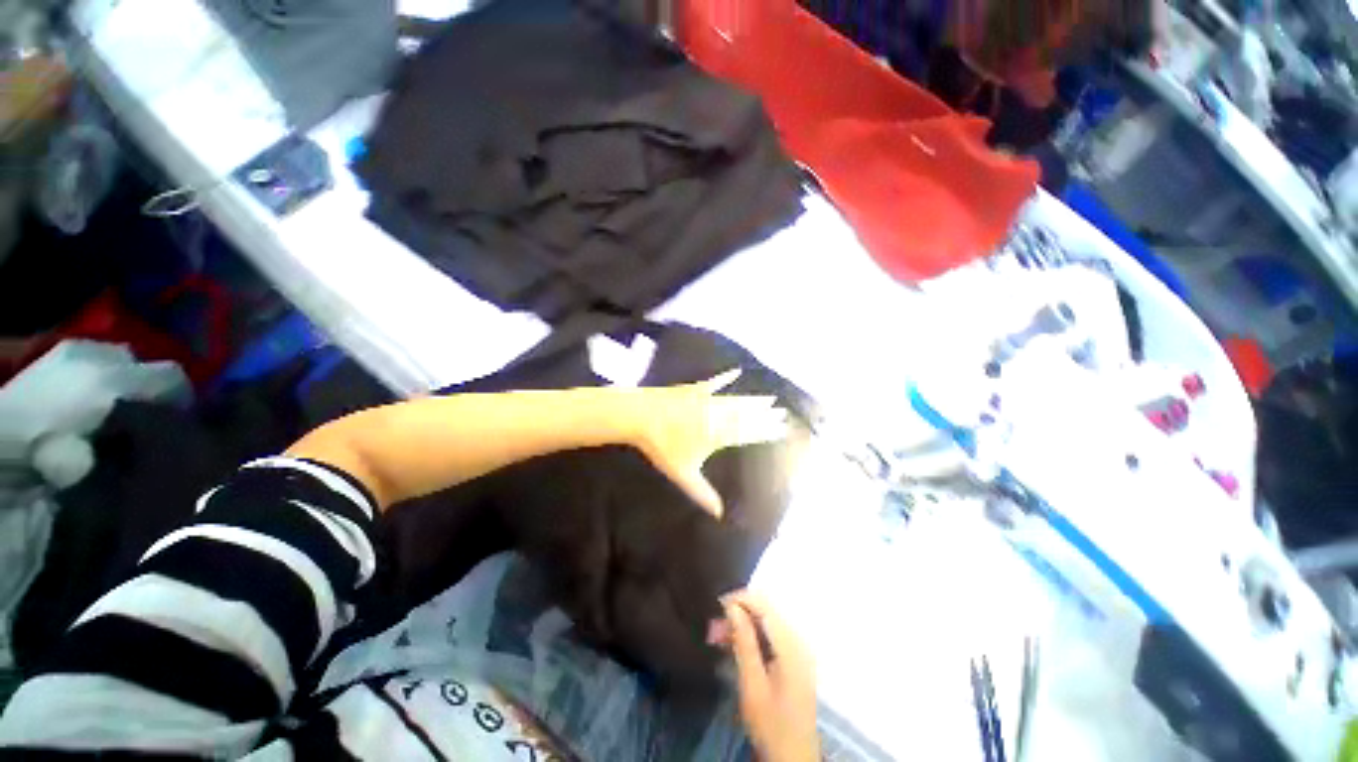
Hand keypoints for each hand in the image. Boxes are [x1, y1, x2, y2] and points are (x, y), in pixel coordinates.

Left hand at [627, 369, 789, 517]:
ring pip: (736, 400)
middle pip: (746, 416)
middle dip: (766, 416)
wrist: (642, 416)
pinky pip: (715, 383)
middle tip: (784, 413)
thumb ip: (703, 494)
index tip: (782, 429)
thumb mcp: (683, 474)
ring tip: (770, 399)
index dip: (766, 431)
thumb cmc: (662, 446)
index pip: (748, 433)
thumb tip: (719, 515)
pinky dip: (726, 377)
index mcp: (718, 435)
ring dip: (753, 400)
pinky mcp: (695, 389)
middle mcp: (717, 416)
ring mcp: (706, 400)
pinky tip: (737, 371)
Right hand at [719, 591, 819, 761]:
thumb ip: (744, 642)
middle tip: (714, 627)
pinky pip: (771, 633)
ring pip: (767, 621)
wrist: (794, 758)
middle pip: (766, 610)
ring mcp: (799, 649)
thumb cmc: (771, 724)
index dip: (740, 598)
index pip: (765, 605)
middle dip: (739, 612)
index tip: (716, 605)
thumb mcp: (752, 685)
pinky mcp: (795, 658)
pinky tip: (735, 645)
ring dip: (743, 623)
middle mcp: (798, 640)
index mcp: (791, 645)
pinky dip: (752, 634)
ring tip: (718, 636)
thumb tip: (732, 607)